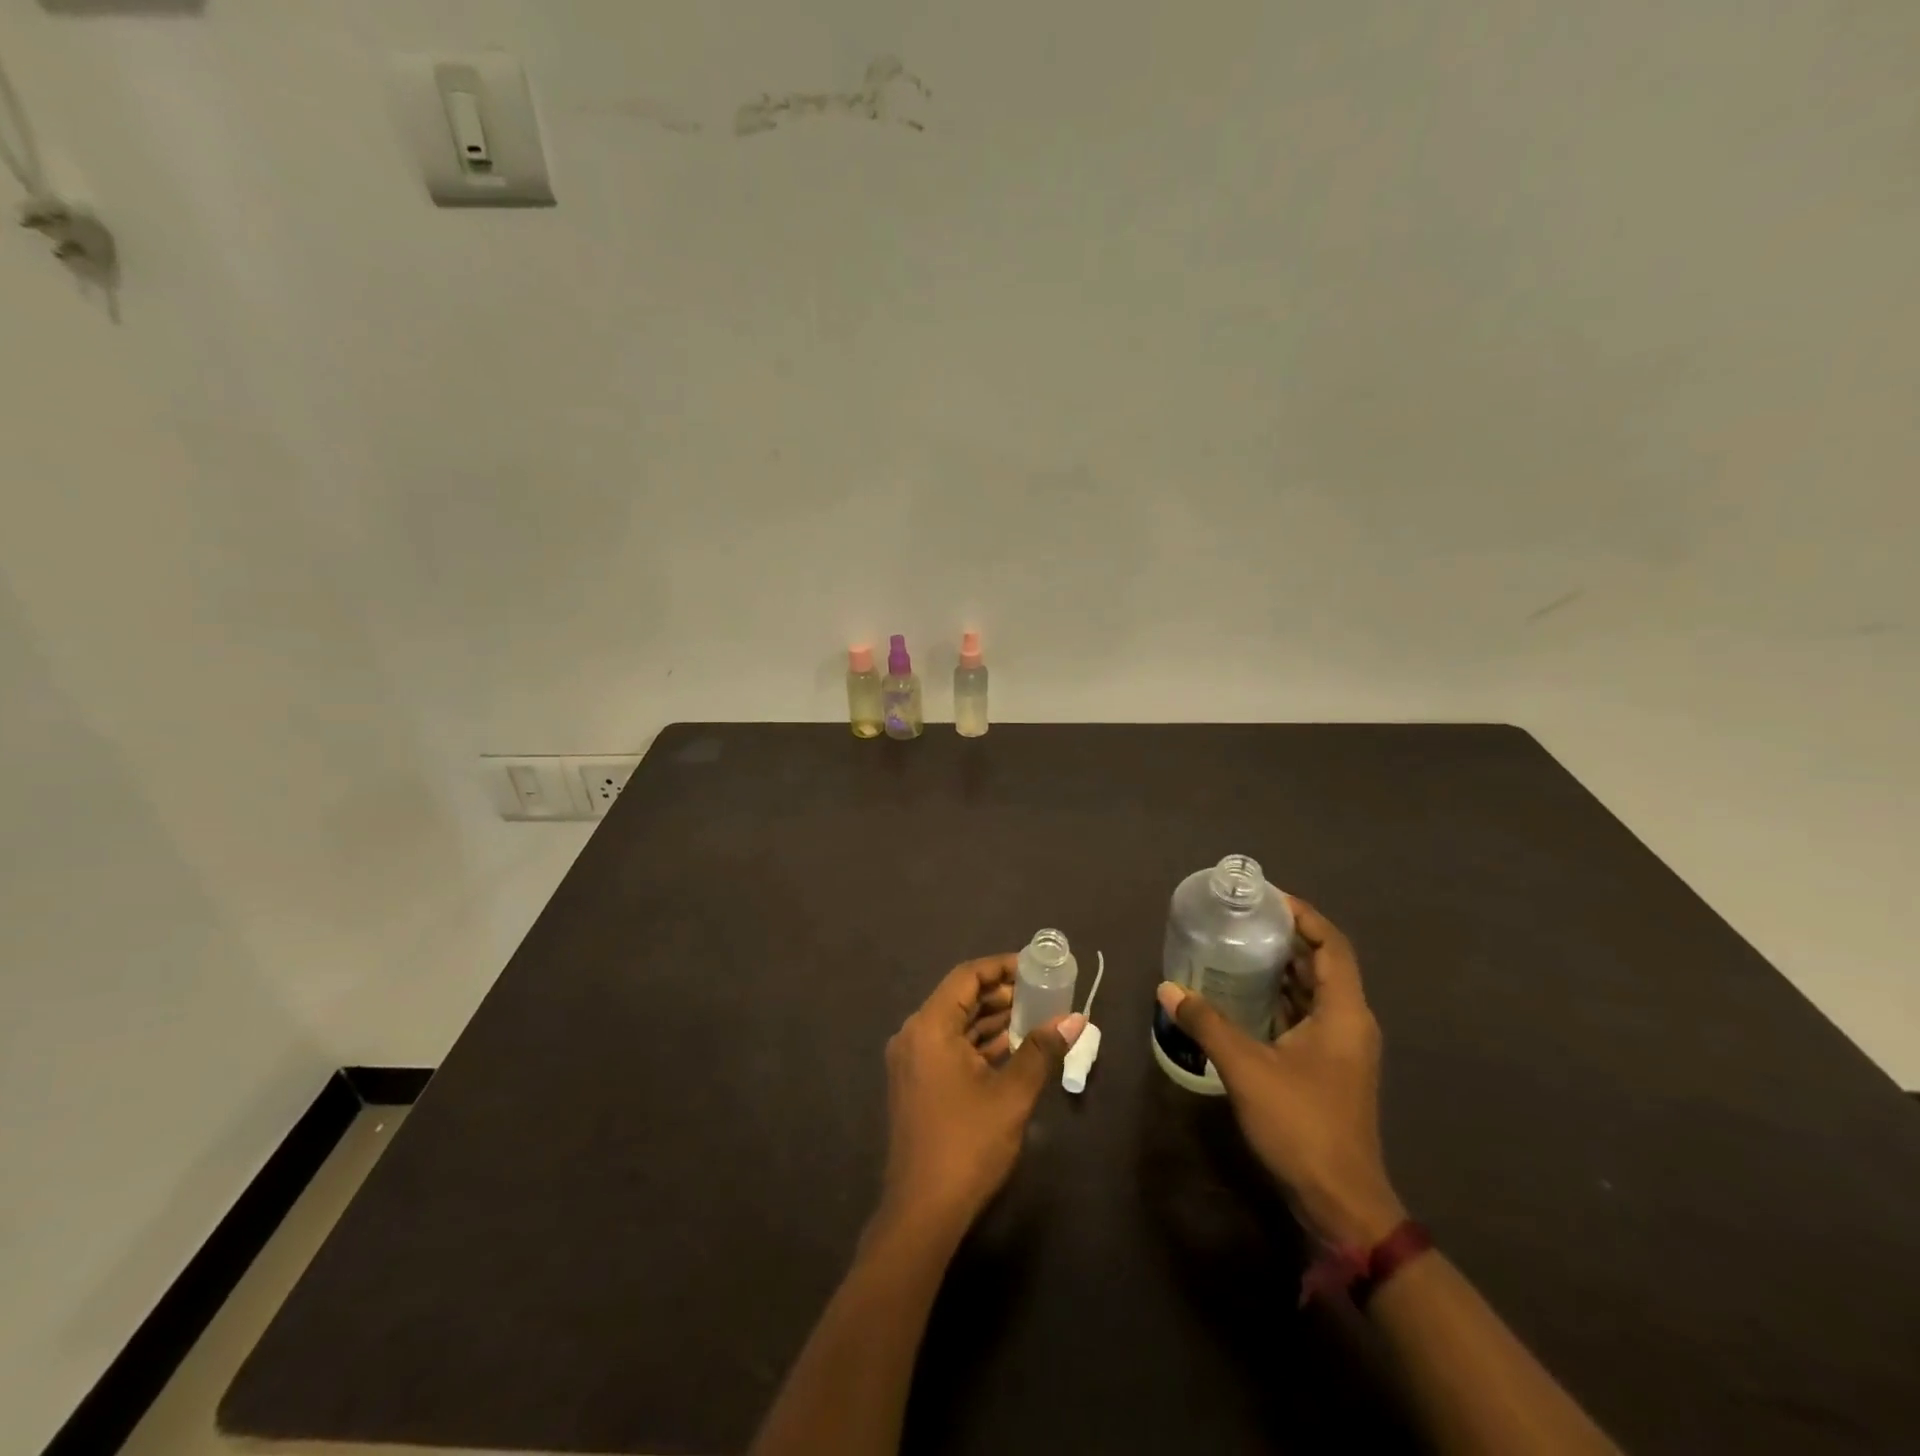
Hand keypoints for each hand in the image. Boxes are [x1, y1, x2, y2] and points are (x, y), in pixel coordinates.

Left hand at [880, 955, 1085, 1234]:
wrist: (922, 1212)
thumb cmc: (967, 1144)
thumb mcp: (1012, 1094)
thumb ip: (1042, 1050)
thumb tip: (1075, 1019)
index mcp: (929, 1027)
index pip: (967, 977)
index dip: (1002, 967)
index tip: (1036, 968)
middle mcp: (914, 1035)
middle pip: (960, 998)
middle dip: (1001, 994)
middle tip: (1042, 993)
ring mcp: (911, 1061)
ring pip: (956, 1025)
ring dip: (992, 1020)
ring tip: (1035, 1016)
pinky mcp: (916, 1084)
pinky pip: (949, 1047)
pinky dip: (979, 1043)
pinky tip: (1012, 1048)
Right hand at [1157, 898, 1404, 1247]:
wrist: (1340, 1201)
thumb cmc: (1301, 1124)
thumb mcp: (1247, 1068)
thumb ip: (1207, 1023)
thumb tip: (1168, 988)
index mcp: (1343, 1013)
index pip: (1332, 945)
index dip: (1304, 915)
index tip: (1267, 898)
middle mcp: (1349, 1022)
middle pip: (1323, 964)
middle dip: (1286, 938)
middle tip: (1242, 919)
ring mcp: (1341, 1048)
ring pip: (1314, 992)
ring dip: (1281, 969)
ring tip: (1237, 948)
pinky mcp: (1328, 1068)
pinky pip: (1305, 1016)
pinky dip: (1279, 999)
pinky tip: (1243, 996)